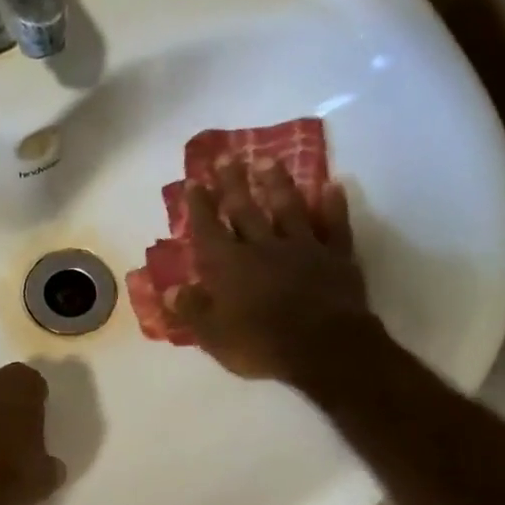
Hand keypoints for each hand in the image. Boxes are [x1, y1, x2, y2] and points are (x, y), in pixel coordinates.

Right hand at [167, 161, 375, 383]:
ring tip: (268, 161)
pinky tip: (333, 186)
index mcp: (228, 266)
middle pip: (245, 209)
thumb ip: (192, 310)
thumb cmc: (260, 344)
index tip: (194, 181)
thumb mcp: (214, 336)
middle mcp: (262, 247)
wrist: (323, 348)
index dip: (199, 206)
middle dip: (233, 183)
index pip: (208, 229)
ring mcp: (302, 248)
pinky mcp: (335, 257)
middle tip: (226, 156)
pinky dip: (333, 205)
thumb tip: (169, 291)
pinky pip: (334, 225)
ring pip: (288, 208)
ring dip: (277, 184)